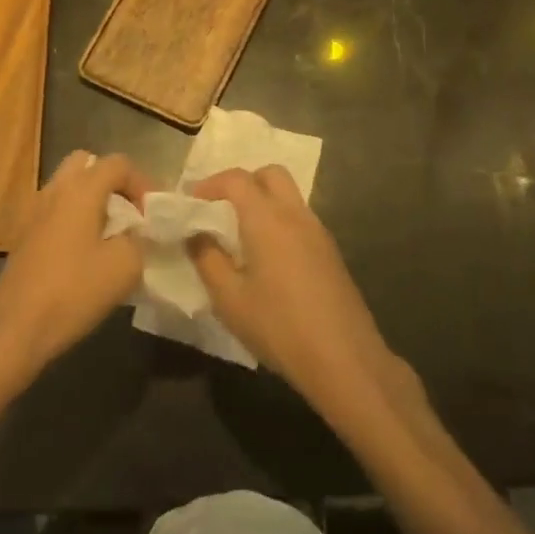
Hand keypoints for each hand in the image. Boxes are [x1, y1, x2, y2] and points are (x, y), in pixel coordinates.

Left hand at [0, 151, 151, 384]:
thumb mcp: (125, 266)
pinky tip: (85, 253)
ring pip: (68, 187)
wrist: (16, 327)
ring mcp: (34, 211)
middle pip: (86, 164)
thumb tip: (135, 233)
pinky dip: (74, 218)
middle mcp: (55, 190)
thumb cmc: (74, 291)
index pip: (118, 163)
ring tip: (110, 235)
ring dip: (92, 201)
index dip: (142, 183)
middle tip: (128, 214)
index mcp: (81, 190)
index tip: (152, 215)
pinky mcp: (24, 235)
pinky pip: (56, 210)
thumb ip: (139, 239)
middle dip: (112, 183)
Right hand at [188, 167, 398, 411]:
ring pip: (288, 196)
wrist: (344, 359)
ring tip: (239, 234)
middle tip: (219, 208)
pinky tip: (267, 257)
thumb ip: (207, 259)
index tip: (190, 202)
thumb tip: (195, 234)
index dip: (209, 184)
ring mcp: (318, 232)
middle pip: (270, 174)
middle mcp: (295, 215)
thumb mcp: (229, 298)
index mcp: (267, 219)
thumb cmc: (279, 326)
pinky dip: (278, 221)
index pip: (236, 179)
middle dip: (242, 182)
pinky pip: (299, 219)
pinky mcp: (330, 252)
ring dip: (262, 201)